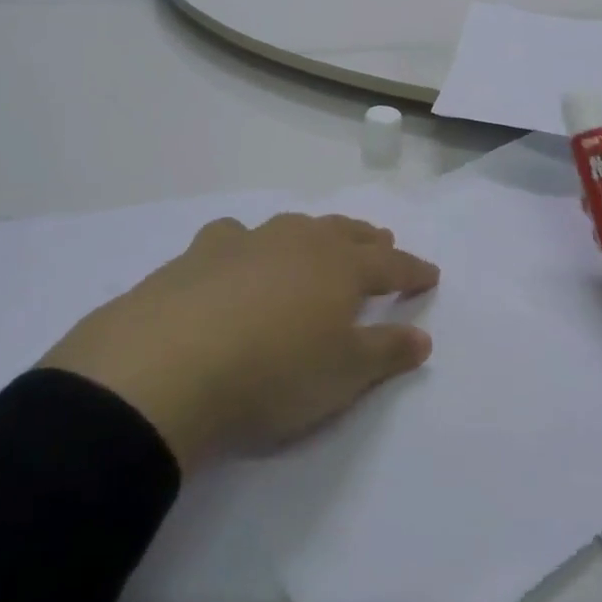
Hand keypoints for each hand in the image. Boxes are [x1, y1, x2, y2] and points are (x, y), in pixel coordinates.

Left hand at [41, 214, 438, 470]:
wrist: (171, 364)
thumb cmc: (273, 375)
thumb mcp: (343, 376)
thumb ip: (386, 352)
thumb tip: (422, 337)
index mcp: (340, 268)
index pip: (390, 265)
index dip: (413, 270)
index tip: (430, 274)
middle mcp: (300, 242)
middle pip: (345, 234)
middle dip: (369, 240)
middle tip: (383, 242)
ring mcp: (250, 241)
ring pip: (296, 226)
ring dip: (317, 233)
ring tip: (324, 240)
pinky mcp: (201, 252)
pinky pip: (236, 236)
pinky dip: (249, 242)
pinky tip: (240, 251)